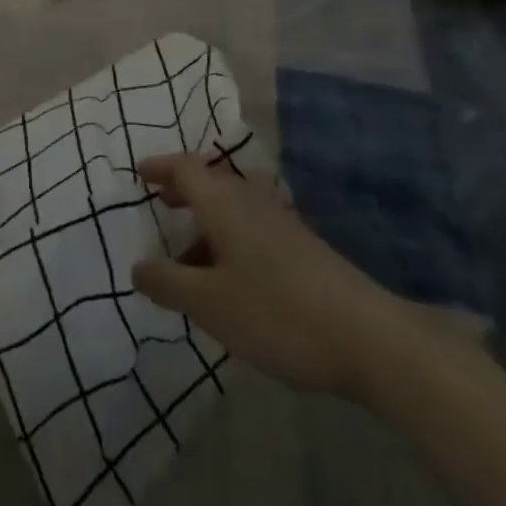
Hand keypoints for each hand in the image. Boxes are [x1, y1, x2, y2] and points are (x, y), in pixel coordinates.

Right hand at [130, 154, 414, 400]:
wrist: (368, 338)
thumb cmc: (277, 312)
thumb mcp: (210, 304)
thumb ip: (168, 283)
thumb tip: (136, 266)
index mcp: (222, 203)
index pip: (184, 168)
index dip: (159, 167)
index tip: (139, 173)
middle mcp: (250, 201)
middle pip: (209, 182)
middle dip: (182, 190)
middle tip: (159, 205)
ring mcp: (280, 222)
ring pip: (232, 208)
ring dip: (206, 220)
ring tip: (189, 255)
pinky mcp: (301, 247)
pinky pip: (251, 228)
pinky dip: (229, 239)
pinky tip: (231, 278)